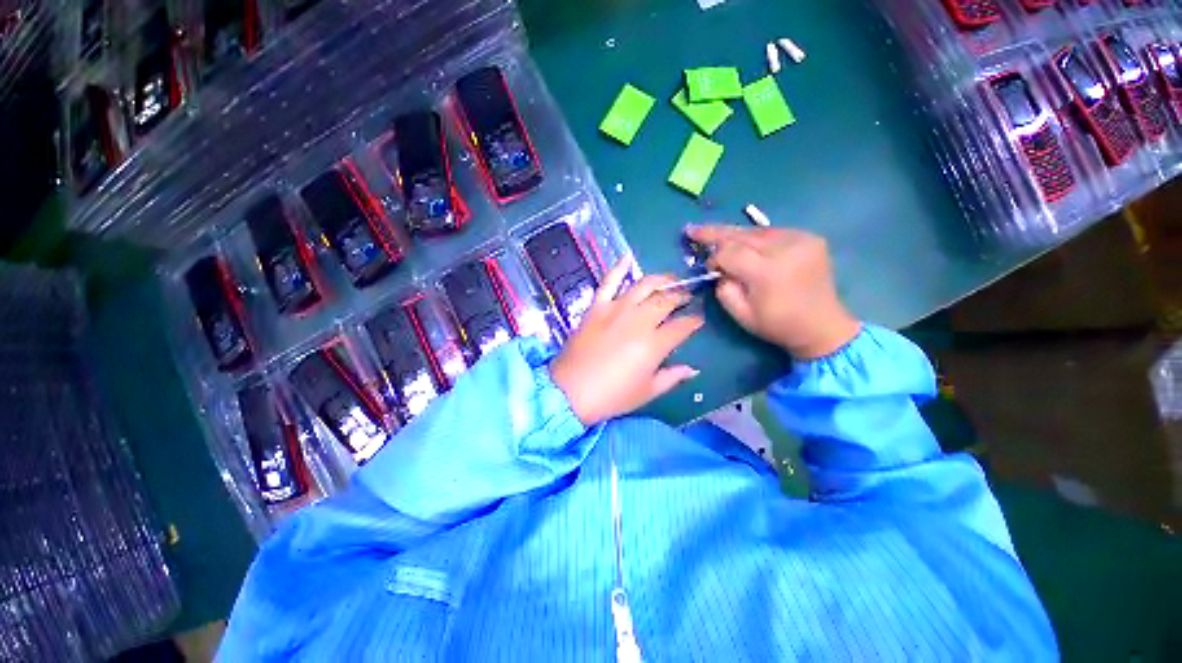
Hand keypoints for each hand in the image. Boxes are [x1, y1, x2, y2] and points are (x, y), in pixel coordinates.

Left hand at [550, 259, 703, 425]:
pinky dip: (618, 268)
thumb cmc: (612, 395)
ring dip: (661, 279)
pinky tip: (627, 258)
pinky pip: (608, 282)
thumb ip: (672, 377)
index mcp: (654, 343)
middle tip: (686, 297)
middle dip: (681, 295)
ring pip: (644, 285)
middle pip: (666, 300)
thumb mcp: (647, 391)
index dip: (694, 321)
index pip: (682, 325)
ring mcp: (616, 309)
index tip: (698, 319)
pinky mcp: (597, 307)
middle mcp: (639, 320)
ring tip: (669, 280)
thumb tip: (693, 370)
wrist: (570, 390)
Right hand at [685, 225, 860, 359]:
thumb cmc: (777, 324)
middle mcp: (786, 248)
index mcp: (768, 272)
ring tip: (715, 234)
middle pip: (742, 234)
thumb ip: (723, 288)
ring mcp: (801, 239)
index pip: (730, 251)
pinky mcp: (810, 237)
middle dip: (716, 233)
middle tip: (693, 229)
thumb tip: (719, 267)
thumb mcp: (741, 314)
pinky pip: (772, 232)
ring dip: (734, 235)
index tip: (709, 267)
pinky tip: (745, 243)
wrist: (822, 325)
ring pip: (756, 231)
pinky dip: (754, 237)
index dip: (714, 256)